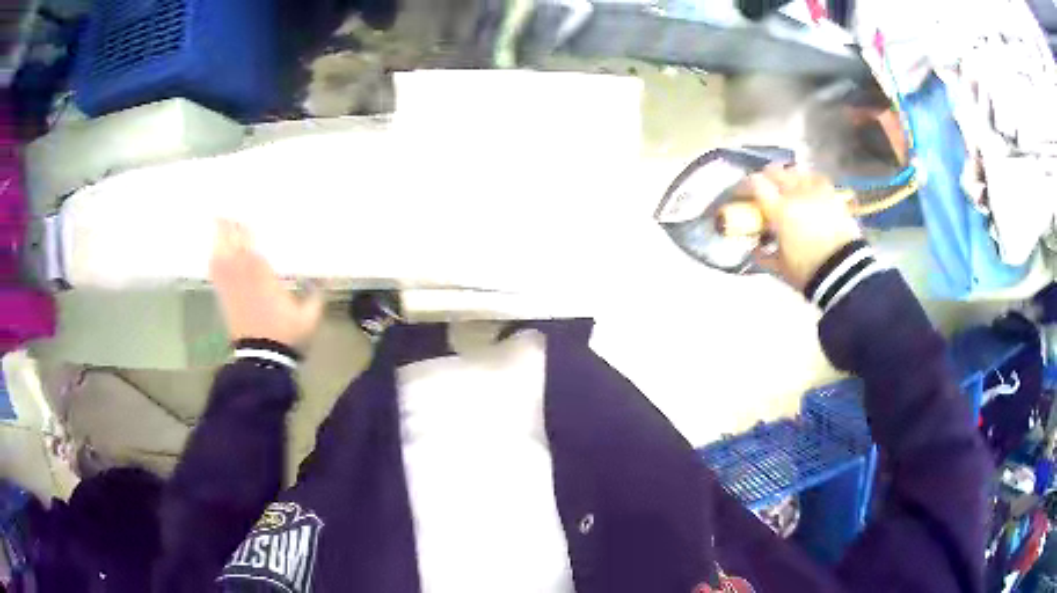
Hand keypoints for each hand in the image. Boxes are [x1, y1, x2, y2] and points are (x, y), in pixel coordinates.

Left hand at [210, 220, 323, 347]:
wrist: (261, 357)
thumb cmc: (284, 334)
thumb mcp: (308, 316)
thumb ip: (315, 294)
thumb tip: (325, 276)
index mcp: (263, 274)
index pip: (251, 243)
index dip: (246, 227)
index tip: (248, 211)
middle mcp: (243, 274)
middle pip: (233, 242)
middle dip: (230, 225)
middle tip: (230, 208)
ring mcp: (231, 285)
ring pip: (220, 253)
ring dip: (219, 236)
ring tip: (219, 219)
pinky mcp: (224, 296)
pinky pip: (215, 272)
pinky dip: (213, 259)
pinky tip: (213, 250)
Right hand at [747, 166, 862, 289]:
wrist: (844, 272)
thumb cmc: (808, 271)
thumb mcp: (780, 268)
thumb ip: (763, 255)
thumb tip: (754, 248)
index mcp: (780, 210)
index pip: (755, 184)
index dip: (744, 186)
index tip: (739, 194)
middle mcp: (796, 194)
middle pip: (775, 172)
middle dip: (765, 177)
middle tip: (761, 189)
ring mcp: (816, 192)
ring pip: (797, 171)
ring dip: (787, 176)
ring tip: (786, 185)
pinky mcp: (833, 196)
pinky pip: (817, 178)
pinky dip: (808, 179)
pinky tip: (807, 187)